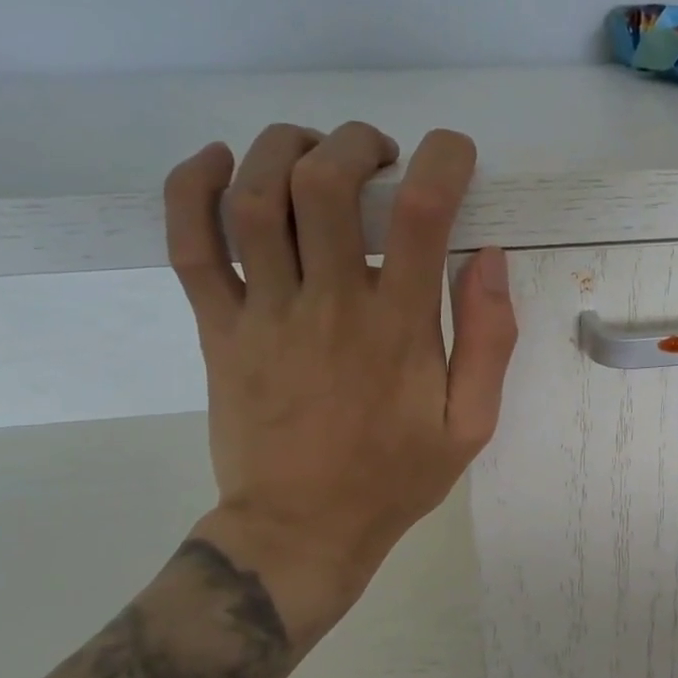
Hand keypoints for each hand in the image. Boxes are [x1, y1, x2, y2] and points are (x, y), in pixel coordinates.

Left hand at [162, 121, 517, 644]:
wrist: (300, 532)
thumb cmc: (393, 479)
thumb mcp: (470, 425)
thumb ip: (488, 342)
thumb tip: (489, 259)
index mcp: (397, 329)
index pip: (421, 214)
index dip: (442, 161)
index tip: (453, 154)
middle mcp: (328, 306)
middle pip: (325, 186)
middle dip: (356, 145)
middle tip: (380, 157)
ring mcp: (263, 315)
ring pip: (253, 199)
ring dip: (282, 150)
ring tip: (313, 152)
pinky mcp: (217, 330)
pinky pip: (188, 246)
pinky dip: (190, 189)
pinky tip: (214, 160)